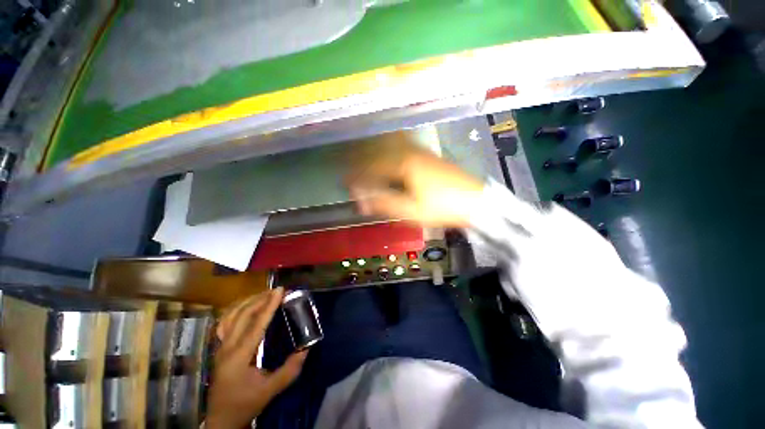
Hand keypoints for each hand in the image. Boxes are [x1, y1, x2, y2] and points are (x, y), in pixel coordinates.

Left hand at [206, 288, 307, 428]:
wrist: (221, 419)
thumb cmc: (245, 404)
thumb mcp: (270, 390)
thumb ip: (290, 370)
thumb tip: (306, 348)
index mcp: (239, 356)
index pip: (256, 324)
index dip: (269, 306)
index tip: (280, 290)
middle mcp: (226, 347)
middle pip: (242, 315)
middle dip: (260, 299)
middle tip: (276, 290)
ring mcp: (220, 347)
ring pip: (230, 316)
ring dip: (248, 302)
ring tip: (263, 294)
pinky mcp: (219, 348)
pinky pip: (225, 322)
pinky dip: (236, 309)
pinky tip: (245, 306)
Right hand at [346, 132, 483, 226]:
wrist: (475, 202)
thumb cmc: (441, 208)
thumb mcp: (411, 211)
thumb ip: (385, 204)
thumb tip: (361, 203)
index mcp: (404, 165)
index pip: (372, 167)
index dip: (357, 176)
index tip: (346, 183)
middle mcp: (410, 153)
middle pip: (379, 152)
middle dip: (361, 160)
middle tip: (349, 167)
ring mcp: (421, 152)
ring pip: (391, 147)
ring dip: (374, 152)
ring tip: (363, 159)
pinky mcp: (429, 157)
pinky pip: (403, 148)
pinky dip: (390, 149)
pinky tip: (389, 154)